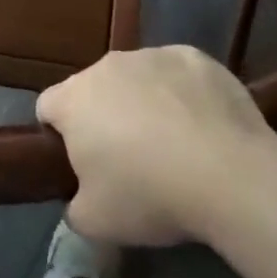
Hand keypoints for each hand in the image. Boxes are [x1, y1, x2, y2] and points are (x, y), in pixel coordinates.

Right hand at [36, 46, 269, 246]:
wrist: (229, 173)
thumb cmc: (149, 195)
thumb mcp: (95, 222)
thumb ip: (74, 204)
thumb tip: (82, 197)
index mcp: (74, 99)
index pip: (47, 107)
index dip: (58, 135)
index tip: (80, 162)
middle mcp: (107, 66)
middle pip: (94, 89)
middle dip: (104, 117)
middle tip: (129, 160)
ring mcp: (153, 55)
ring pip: (137, 78)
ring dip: (144, 102)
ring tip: (174, 144)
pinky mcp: (194, 56)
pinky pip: (177, 74)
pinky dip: (183, 94)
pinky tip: (204, 127)